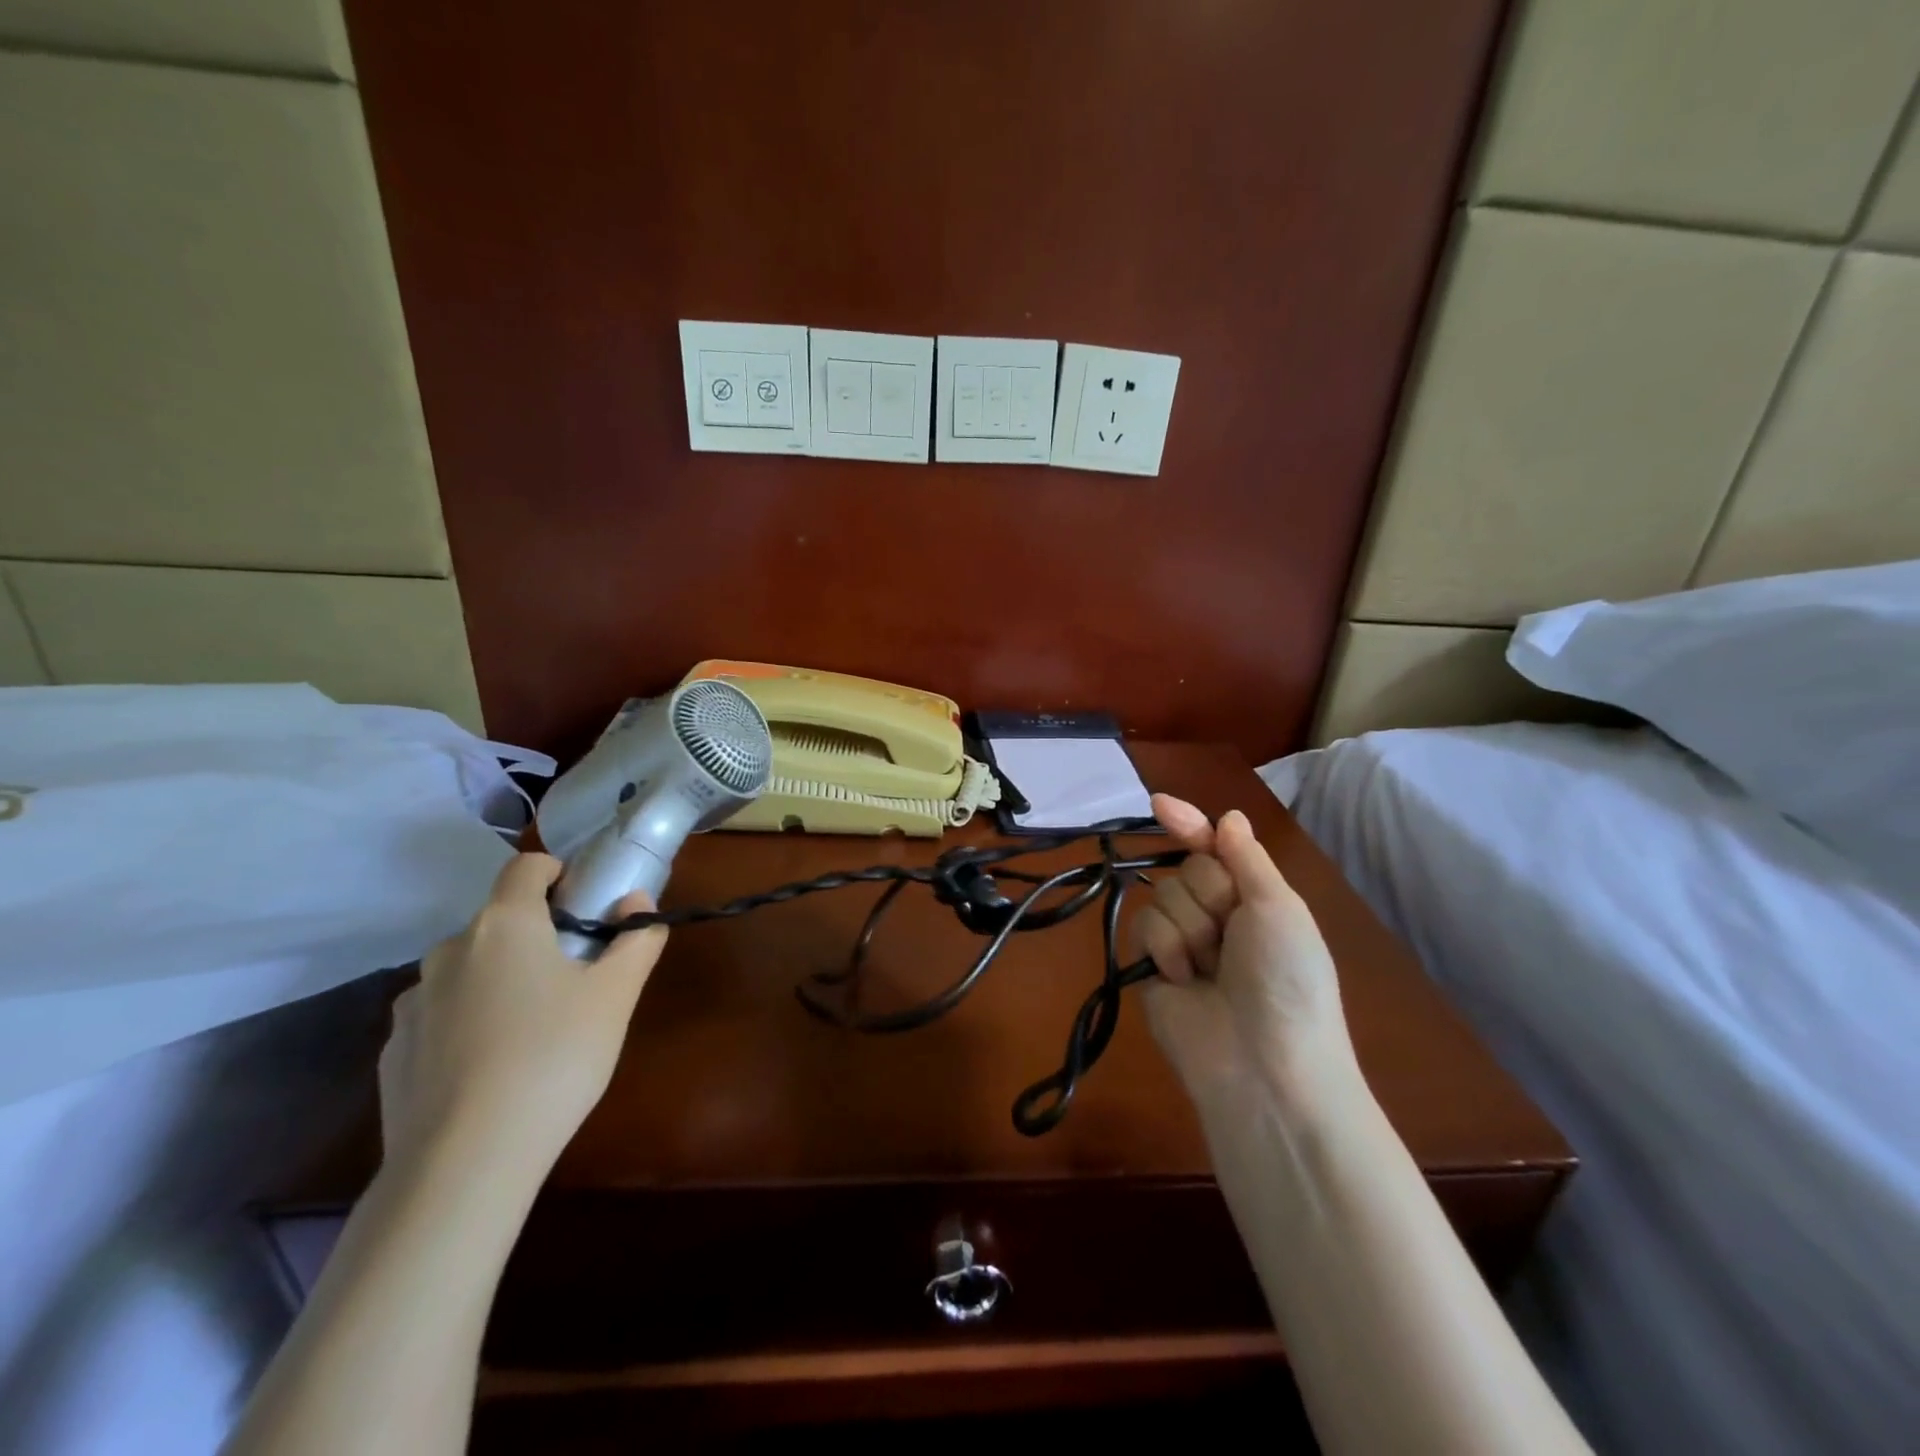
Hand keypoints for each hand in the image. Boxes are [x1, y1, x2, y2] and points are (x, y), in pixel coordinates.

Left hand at [378, 854, 666, 1181]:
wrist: (464, 1162)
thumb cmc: (555, 1057)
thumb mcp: (616, 995)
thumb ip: (636, 939)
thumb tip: (637, 903)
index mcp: (505, 924)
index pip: (527, 866)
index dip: (559, 874)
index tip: (585, 907)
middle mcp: (450, 950)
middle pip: (500, 922)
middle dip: (536, 937)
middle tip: (573, 980)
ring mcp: (413, 1002)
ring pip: (468, 970)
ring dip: (499, 981)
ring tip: (531, 1032)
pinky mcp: (393, 1051)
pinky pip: (440, 1017)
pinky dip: (467, 1024)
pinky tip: (490, 1070)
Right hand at [1133, 794, 1357, 1112]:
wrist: (1263, 1064)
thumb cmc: (1287, 978)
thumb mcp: (1279, 908)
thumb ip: (1246, 857)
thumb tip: (1227, 816)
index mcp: (1253, 898)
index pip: (1214, 848)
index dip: (1190, 824)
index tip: (1159, 804)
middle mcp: (1216, 914)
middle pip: (1188, 868)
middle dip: (1208, 894)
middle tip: (1231, 932)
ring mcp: (1181, 941)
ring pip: (1163, 894)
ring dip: (1190, 928)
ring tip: (1211, 969)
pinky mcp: (1151, 965)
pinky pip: (1144, 925)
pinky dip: (1166, 949)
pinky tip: (1185, 980)